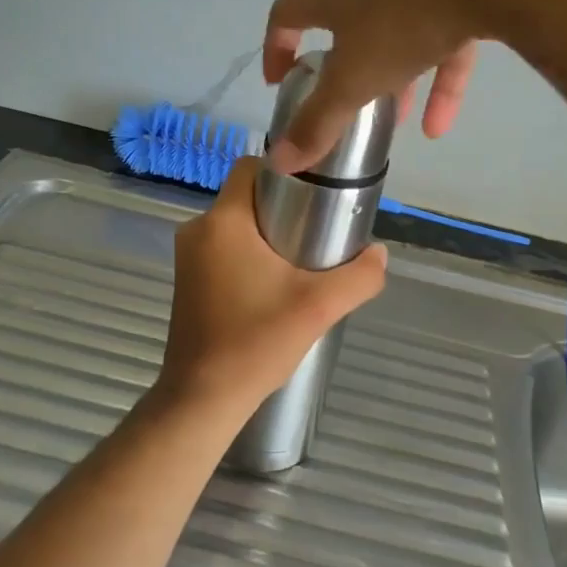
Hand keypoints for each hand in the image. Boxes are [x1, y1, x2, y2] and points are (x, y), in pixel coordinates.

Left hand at [156, 158, 387, 421]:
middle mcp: (198, 230)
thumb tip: (379, 253)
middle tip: (320, 228)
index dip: (286, 171)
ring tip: (303, 258)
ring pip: (236, 224)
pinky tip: (275, 283)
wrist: (202, 399)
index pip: (251, 167)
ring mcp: (187, 257)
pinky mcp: (188, 280)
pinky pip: (224, 248)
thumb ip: (358, 276)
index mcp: (223, 221)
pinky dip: (250, 254)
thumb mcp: (318, 307)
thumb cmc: (255, 342)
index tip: (316, 193)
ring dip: (268, 233)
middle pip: (247, 197)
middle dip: (284, 206)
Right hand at [263, 0, 566, 171]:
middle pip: (347, 23)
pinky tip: (443, 123)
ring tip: (398, 122)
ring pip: (399, 32)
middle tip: (345, 103)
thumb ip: (318, 122)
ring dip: (396, 78)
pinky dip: (440, 77)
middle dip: (345, 68)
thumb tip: (279, 161)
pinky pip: (445, 36)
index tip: (281, 82)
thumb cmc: (403, 20)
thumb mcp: (354, 80)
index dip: (277, 49)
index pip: (287, 14)